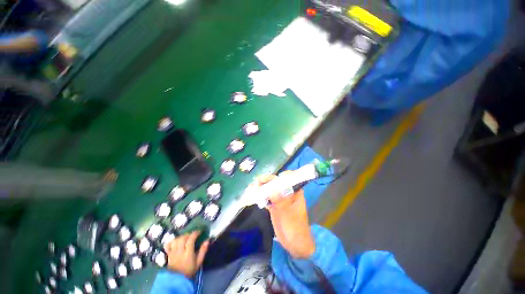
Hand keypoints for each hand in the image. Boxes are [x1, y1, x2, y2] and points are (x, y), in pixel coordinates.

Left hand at [164, 231, 209, 277]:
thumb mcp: (198, 262)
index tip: (199, 232)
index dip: (195, 233)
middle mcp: (180, 251)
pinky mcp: (168, 254)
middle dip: (188, 234)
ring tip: (185, 238)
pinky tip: (176, 241)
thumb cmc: (189, 270)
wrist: (177, 280)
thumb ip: (203, 251)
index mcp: (188, 253)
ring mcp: (173, 253)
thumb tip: (207, 241)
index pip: (191, 239)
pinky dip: (172, 241)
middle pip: (183, 238)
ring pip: (176, 240)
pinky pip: (168, 245)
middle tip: (193, 235)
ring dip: (181, 237)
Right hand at [253, 174, 315, 258]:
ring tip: (253, 187)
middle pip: (278, 183)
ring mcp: (280, 200)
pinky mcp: (274, 206)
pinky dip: (260, 196)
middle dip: (268, 181)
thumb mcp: (288, 214)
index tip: (272, 179)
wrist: (295, 244)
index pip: (291, 179)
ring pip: (271, 190)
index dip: (282, 176)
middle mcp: (288, 194)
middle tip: (258, 181)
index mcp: (295, 193)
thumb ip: (281, 201)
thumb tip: (272, 189)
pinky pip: (267, 198)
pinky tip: (253, 195)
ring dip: (263, 187)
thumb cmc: (295, 228)